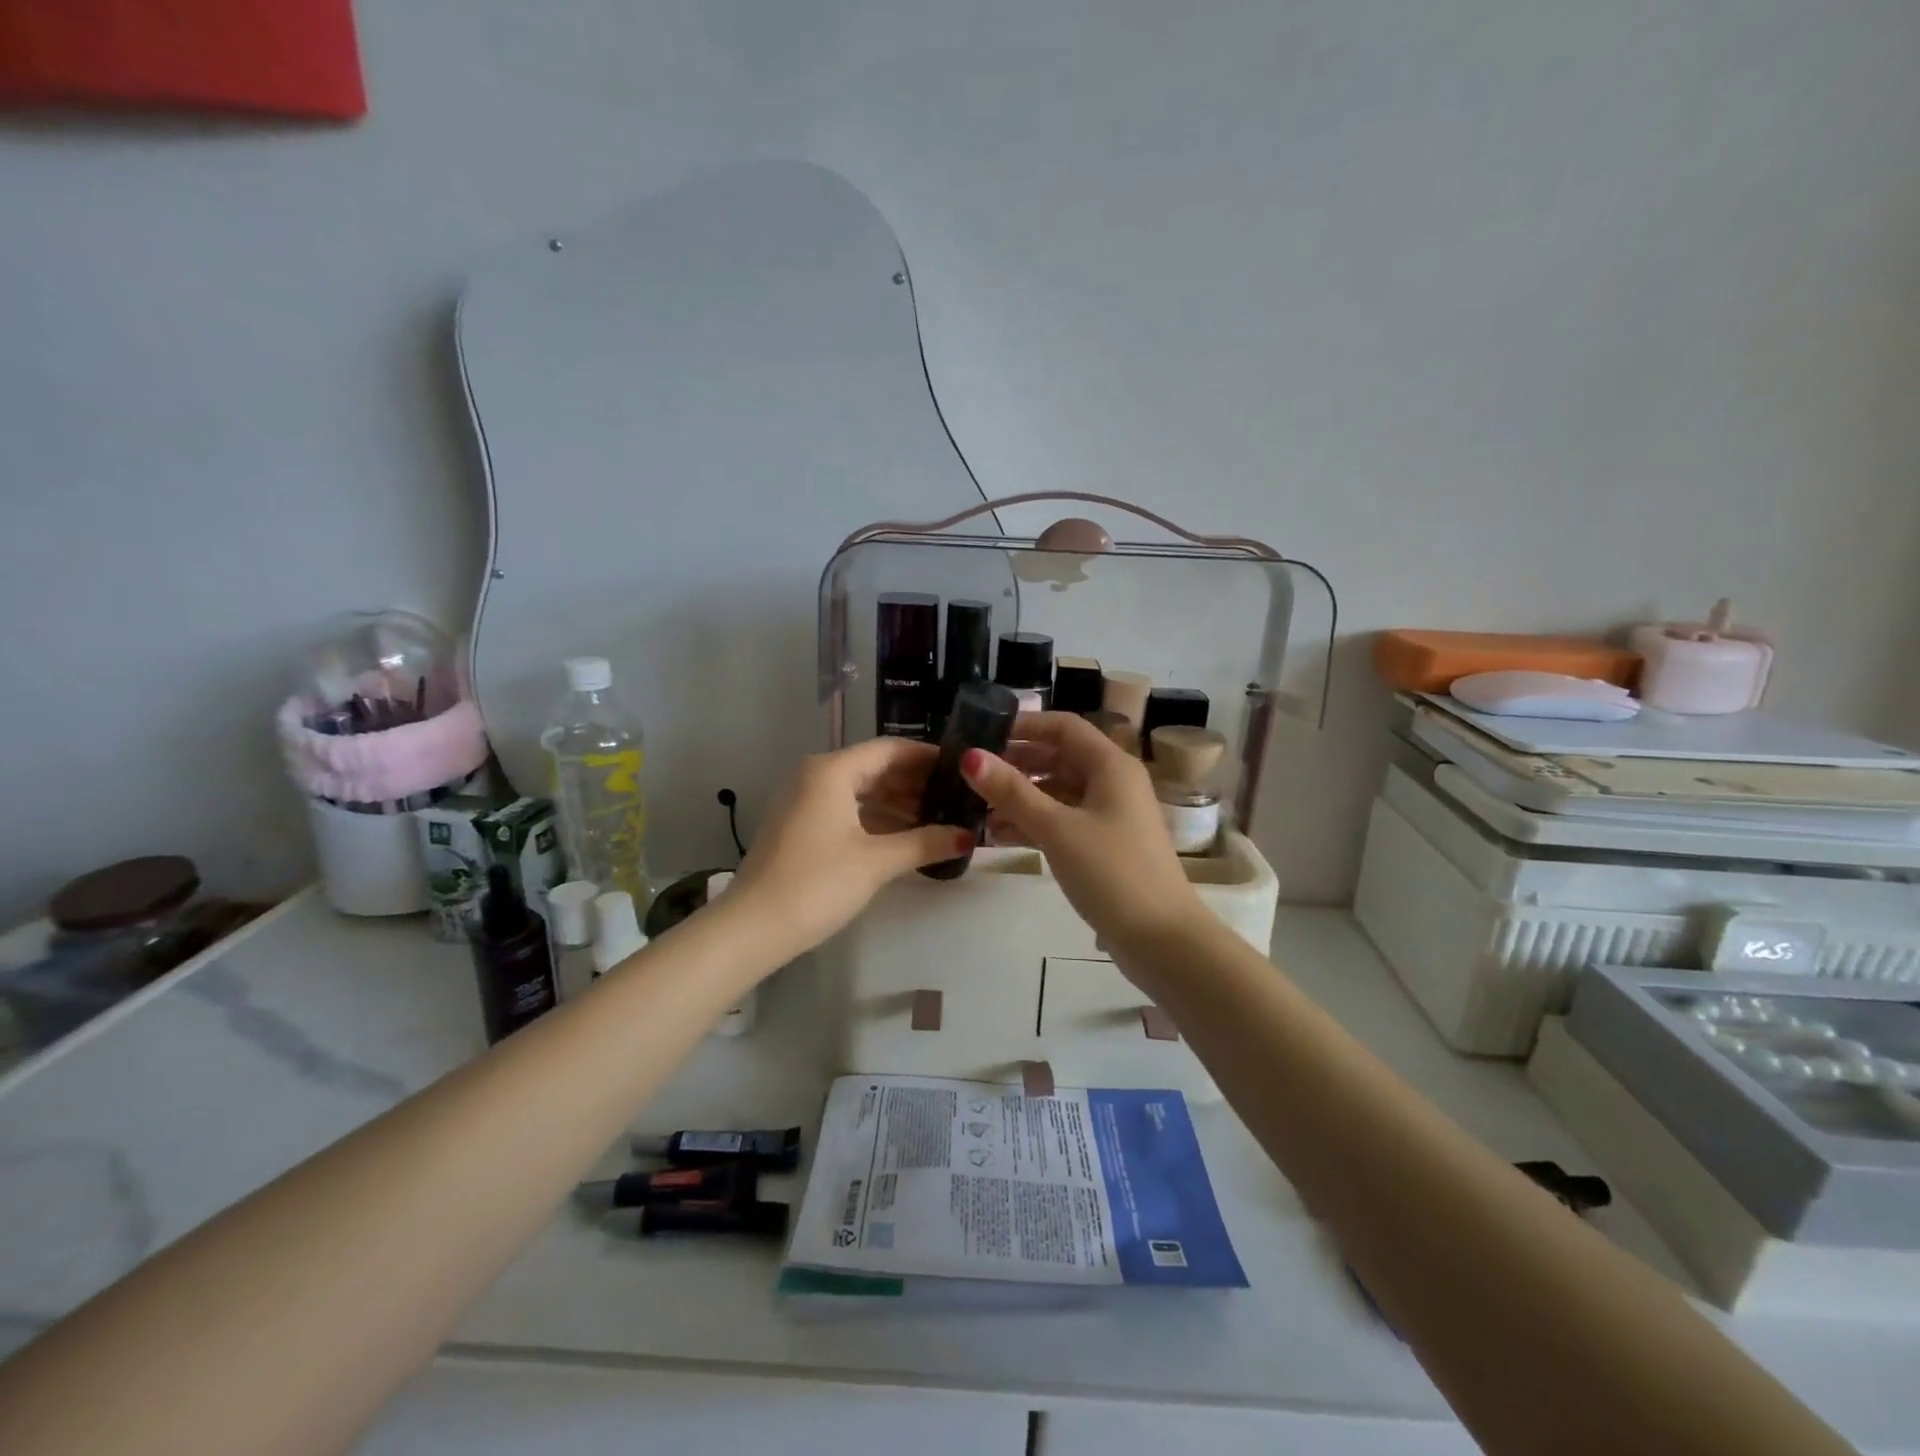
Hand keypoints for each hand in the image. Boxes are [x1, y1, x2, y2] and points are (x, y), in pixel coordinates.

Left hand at [727, 737, 971, 957]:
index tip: (960, 768)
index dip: (927, 757)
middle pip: (874, 768)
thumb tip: (968, 837)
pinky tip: (904, 837)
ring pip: (860, 792)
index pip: (890, 749)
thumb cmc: (817, 884)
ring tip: (937, 819)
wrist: (752, 928)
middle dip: (915, 783)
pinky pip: (845, 810)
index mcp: (831, 771)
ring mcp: (803, 801)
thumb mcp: (876, 862)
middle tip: (955, 798)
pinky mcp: (799, 826)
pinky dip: (875, 819)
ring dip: (897, 804)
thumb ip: (925, 843)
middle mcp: (815, 776)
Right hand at [962, 712, 1207, 957]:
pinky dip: (1034, 823)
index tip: (982, 735)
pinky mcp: (1105, 846)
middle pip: (1059, 758)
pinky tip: (999, 836)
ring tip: (977, 809)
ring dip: (1021, 797)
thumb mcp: (1056, 829)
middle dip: (1016, 764)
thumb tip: (970, 756)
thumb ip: (1012, 792)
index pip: (1063, 727)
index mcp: (1111, 766)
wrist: (1162, 939)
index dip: (1024, 726)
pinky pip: (1063, 821)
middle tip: (972, 775)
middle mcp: (1113, 783)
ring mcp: (1111, 816)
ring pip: (1058, 793)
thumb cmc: (1112, 872)